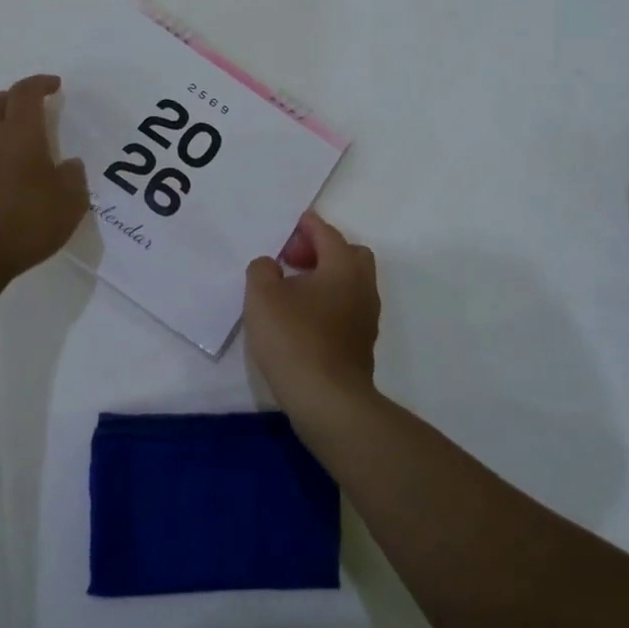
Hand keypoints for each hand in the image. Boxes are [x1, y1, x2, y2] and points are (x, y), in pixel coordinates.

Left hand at [0, 74, 88, 282]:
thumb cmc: (28, 222)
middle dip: (12, 98)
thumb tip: (69, 165)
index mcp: (21, 133)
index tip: (54, 85)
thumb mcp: (71, 202)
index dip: (39, 84)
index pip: (25, 93)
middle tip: (28, 106)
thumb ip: (73, 177)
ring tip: (2, 130)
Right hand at [244, 212, 380, 402]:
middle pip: (348, 254)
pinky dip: (328, 302)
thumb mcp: (262, 296)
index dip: (306, 226)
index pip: (327, 233)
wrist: (328, 401)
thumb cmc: (295, 339)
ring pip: (349, 283)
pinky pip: (346, 307)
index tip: (289, 226)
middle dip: (321, 250)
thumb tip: (272, 266)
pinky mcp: (361, 343)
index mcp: (343, 266)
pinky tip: (302, 318)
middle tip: (292, 260)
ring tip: (292, 290)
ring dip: (325, 278)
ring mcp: (366, 317)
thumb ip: (262, 269)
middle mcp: (362, 286)